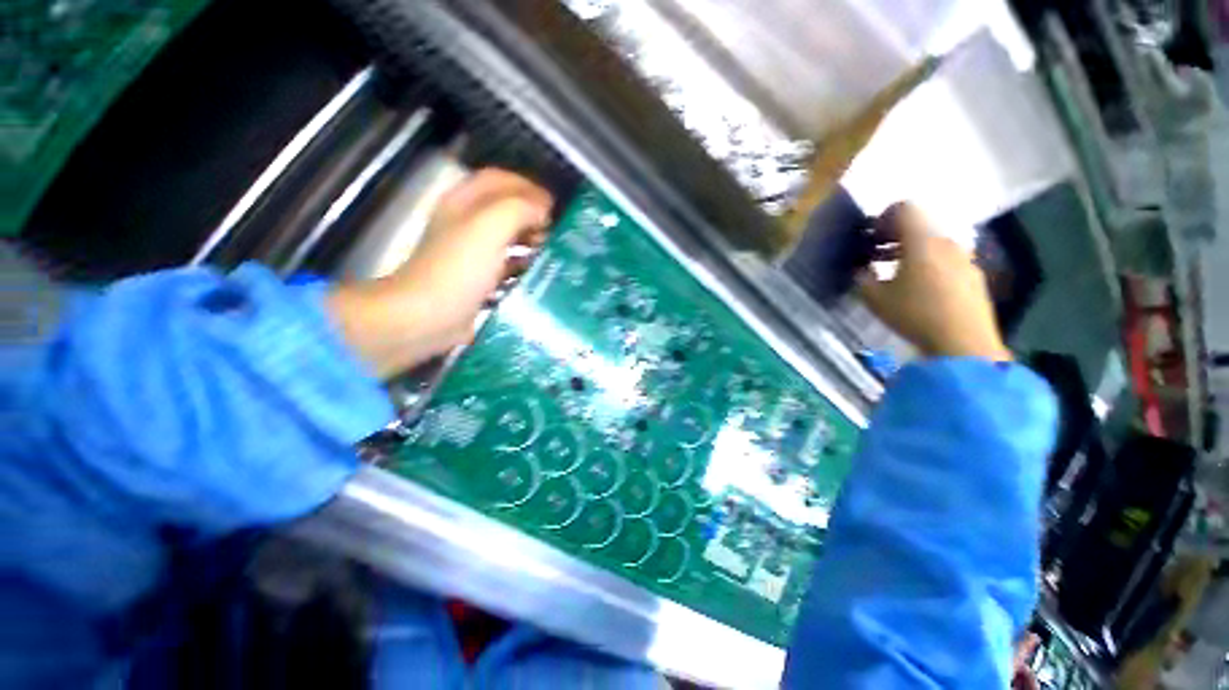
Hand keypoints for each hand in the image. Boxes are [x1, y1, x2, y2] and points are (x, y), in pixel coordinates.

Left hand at [328, 169, 552, 376]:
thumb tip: (543, 212)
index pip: (500, 180)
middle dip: (533, 216)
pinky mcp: (478, 279)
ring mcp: (471, 253)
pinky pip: (507, 265)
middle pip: (505, 208)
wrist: (428, 317)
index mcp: (463, 202)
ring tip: (552, 252)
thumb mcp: (489, 227)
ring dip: (531, 241)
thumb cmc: (459, 269)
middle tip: (556, 232)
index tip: (554, 207)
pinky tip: (538, 275)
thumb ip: (519, 209)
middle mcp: (466, 223)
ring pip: (508, 238)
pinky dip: (524, 266)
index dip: (529, 187)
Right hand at [857, 203, 1010, 361]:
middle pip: (920, 225)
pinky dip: (929, 262)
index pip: (905, 208)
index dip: (884, 217)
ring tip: (895, 273)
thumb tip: (860, 269)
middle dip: (894, 236)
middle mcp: (946, 241)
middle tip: (876, 255)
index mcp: (921, 241)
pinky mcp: (974, 275)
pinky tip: (920, 287)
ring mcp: (965, 257)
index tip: (871, 237)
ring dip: (911, 250)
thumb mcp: (875, 298)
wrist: (963, 342)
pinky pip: (947, 258)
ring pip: (933, 242)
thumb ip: (863, 278)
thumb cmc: (914, 314)